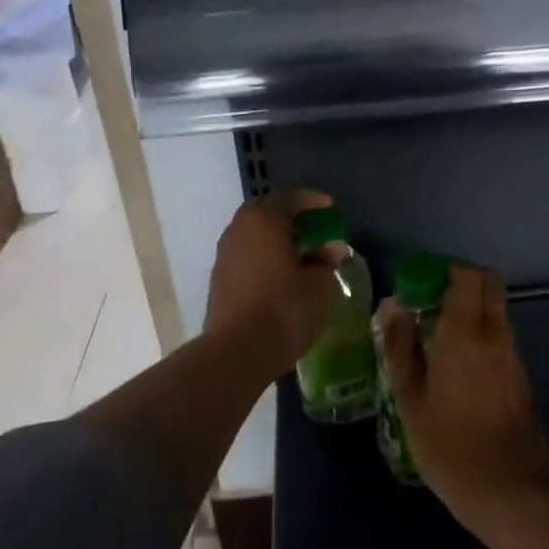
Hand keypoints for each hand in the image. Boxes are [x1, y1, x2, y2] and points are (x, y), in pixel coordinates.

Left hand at [204, 188, 340, 373]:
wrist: (237, 352)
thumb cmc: (285, 309)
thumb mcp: (320, 286)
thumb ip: (325, 262)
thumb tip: (327, 251)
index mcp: (264, 220)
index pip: (290, 196)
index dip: (312, 200)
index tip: (330, 210)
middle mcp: (238, 230)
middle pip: (266, 212)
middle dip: (291, 218)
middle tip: (314, 230)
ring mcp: (224, 256)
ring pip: (253, 236)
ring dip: (275, 240)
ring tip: (299, 256)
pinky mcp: (218, 281)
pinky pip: (246, 258)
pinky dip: (263, 260)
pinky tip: (280, 278)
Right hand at [376, 263, 548, 521]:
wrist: (508, 491)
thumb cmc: (448, 446)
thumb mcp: (410, 399)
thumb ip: (400, 347)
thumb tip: (391, 306)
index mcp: (465, 333)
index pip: (467, 276)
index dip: (445, 270)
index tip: (421, 284)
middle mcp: (495, 335)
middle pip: (490, 285)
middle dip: (463, 283)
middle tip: (431, 304)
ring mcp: (513, 356)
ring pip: (497, 312)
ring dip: (473, 311)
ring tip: (439, 339)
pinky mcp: (522, 377)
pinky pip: (501, 338)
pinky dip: (483, 336)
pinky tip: (459, 368)